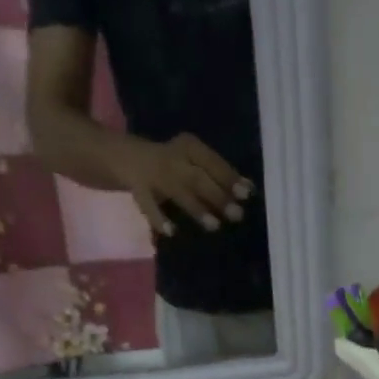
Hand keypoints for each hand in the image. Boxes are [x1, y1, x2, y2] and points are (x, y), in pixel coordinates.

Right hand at [113, 133, 253, 236]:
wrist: (128, 158)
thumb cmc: (175, 164)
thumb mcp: (196, 162)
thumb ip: (220, 175)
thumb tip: (249, 189)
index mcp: (189, 146)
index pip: (212, 161)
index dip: (229, 178)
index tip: (247, 194)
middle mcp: (172, 158)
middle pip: (197, 178)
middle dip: (218, 196)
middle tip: (236, 215)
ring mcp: (154, 174)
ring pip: (178, 191)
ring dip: (197, 209)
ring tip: (215, 226)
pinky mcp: (138, 190)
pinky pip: (148, 205)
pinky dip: (158, 219)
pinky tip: (171, 232)